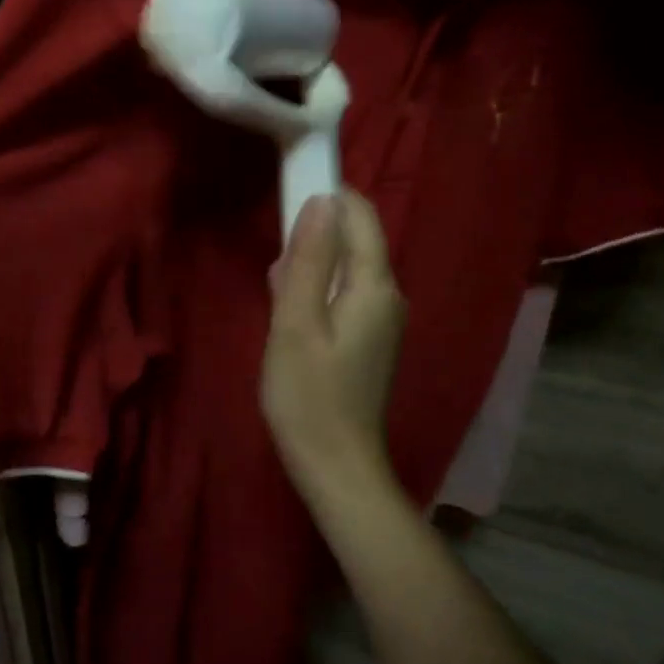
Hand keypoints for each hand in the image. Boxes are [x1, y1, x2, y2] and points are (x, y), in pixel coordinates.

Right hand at [262, 191, 406, 500]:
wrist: (336, 466)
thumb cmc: (309, 395)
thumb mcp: (297, 323)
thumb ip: (310, 260)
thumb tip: (322, 201)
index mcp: (375, 285)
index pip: (360, 215)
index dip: (328, 196)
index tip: (287, 199)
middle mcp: (389, 295)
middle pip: (354, 240)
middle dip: (313, 237)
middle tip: (275, 272)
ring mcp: (383, 320)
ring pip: (346, 268)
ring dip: (311, 267)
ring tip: (278, 297)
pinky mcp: (370, 339)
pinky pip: (345, 294)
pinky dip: (317, 292)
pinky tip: (291, 319)